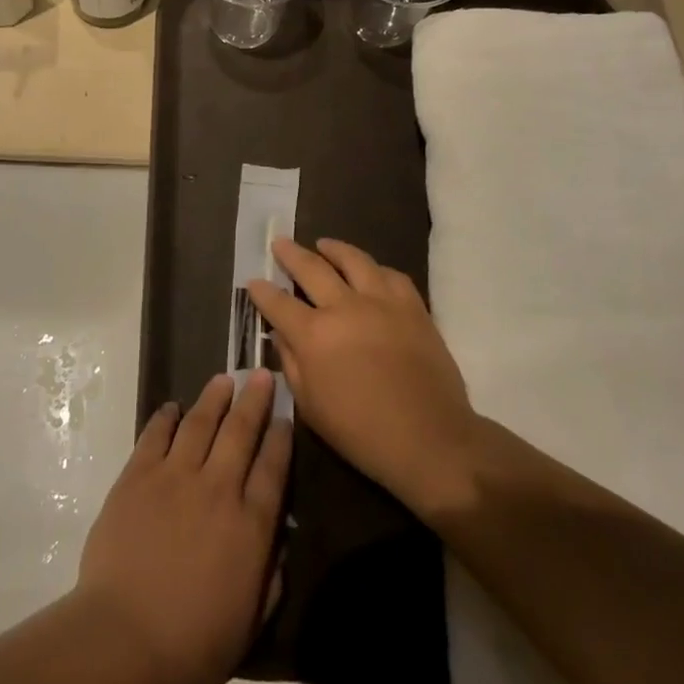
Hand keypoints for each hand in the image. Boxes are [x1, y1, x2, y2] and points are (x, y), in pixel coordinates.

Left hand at [74, 371, 291, 683]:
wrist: (126, 638)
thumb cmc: (194, 644)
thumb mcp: (251, 620)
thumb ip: (271, 575)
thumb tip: (279, 538)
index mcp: (250, 525)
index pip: (273, 467)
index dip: (281, 436)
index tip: (285, 414)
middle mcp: (218, 488)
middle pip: (241, 431)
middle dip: (254, 399)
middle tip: (260, 373)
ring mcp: (175, 476)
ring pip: (200, 423)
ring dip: (214, 397)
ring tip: (223, 379)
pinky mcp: (138, 475)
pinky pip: (156, 434)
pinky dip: (166, 417)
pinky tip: (173, 407)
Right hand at [249, 239, 479, 521]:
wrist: (430, 440)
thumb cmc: (362, 433)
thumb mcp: (311, 407)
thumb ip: (291, 364)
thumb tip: (280, 334)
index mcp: (314, 335)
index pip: (278, 303)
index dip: (262, 291)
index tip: (253, 281)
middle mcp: (344, 307)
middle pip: (311, 268)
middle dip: (290, 254)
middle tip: (279, 242)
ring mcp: (381, 302)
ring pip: (353, 260)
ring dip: (334, 249)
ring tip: (323, 244)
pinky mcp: (412, 306)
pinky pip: (391, 275)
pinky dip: (375, 269)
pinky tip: (370, 270)